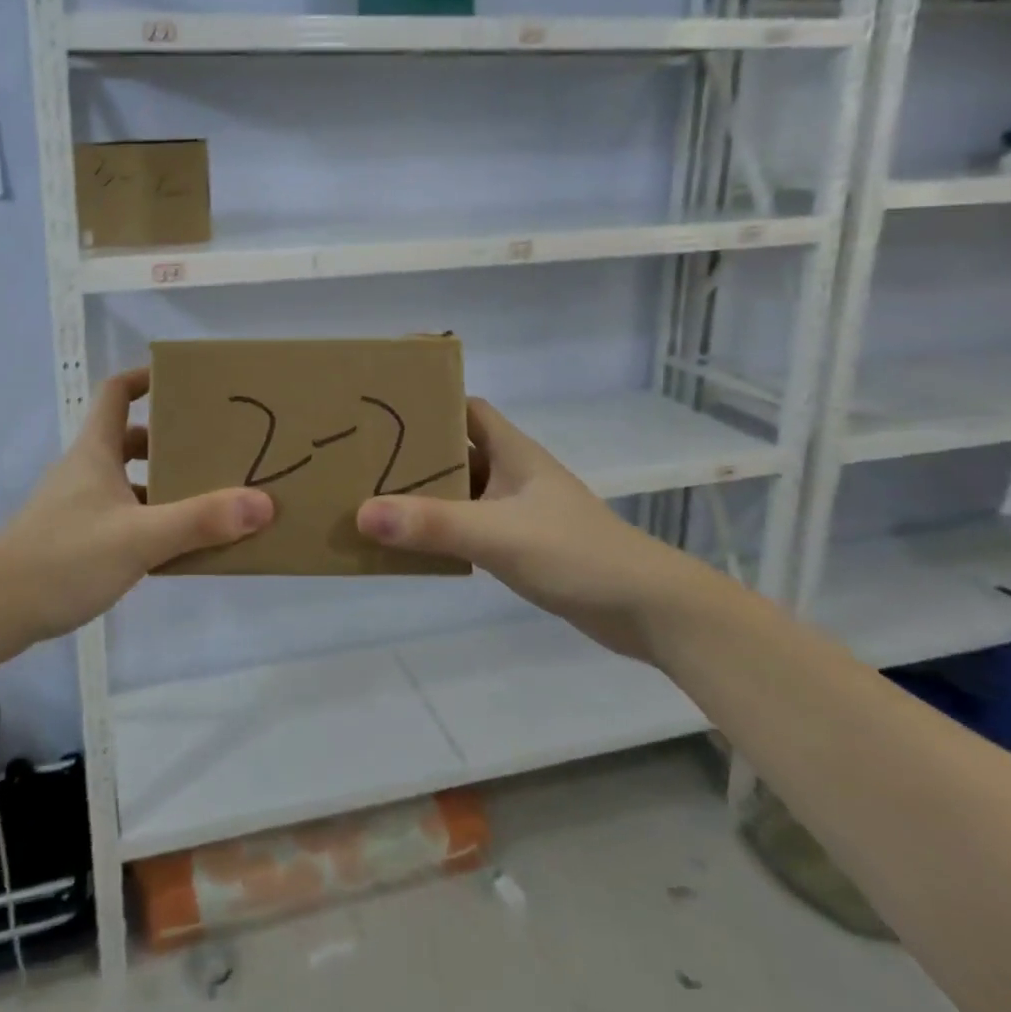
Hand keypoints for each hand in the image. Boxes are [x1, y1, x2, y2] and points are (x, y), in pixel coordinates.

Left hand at [0, 369, 272, 656]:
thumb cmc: (61, 558)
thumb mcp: (138, 537)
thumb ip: (199, 521)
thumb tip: (263, 503)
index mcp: (95, 452)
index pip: (117, 392)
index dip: (147, 377)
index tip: (185, 381)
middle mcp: (86, 472)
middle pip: (131, 439)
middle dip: (171, 440)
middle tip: (215, 447)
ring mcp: (78, 508)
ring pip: (129, 483)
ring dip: (165, 486)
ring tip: (210, 497)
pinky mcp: (75, 542)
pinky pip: (124, 518)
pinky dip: (151, 523)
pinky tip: (177, 547)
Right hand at [355, 397, 715, 661]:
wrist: (649, 610)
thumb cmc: (577, 554)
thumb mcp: (499, 535)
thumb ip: (433, 524)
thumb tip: (362, 513)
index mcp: (512, 452)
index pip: (465, 408)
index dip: (429, 401)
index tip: (384, 405)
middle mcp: (512, 473)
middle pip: (454, 450)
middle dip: (412, 452)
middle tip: (361, 456)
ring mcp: (517, 510)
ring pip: (459, 491)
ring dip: (423, 495)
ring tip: (371, 498)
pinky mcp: (520, 545)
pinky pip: (467, 527)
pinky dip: (440, 530)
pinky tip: (410, 543)